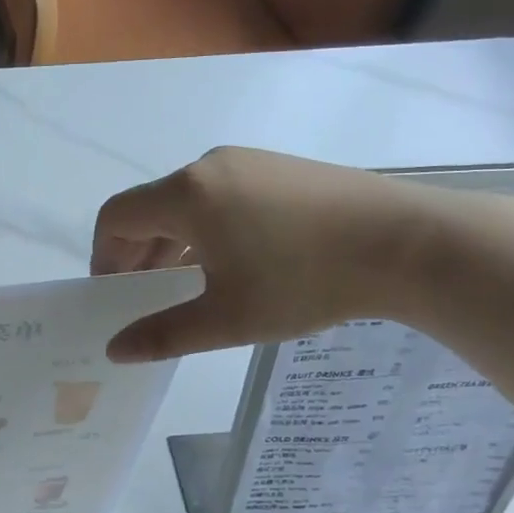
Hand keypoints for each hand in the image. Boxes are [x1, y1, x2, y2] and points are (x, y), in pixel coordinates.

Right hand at [92, 147, 428, 361]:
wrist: (409, 244)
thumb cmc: (305, 281)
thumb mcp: (227, 318)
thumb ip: (163, 334)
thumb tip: (115, 350)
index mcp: (186, 195)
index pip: (116, 217)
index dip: (104, 257)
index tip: (117, 296)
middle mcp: (209, 167)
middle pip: (149, 208)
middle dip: (137, 255)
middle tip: (147, 299)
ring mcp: (248, 162)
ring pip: (186, 203)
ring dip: (172, 244)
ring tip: (189, 287)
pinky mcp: (279, 169)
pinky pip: (220, 196)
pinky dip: (206, 229)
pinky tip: (232, 264)